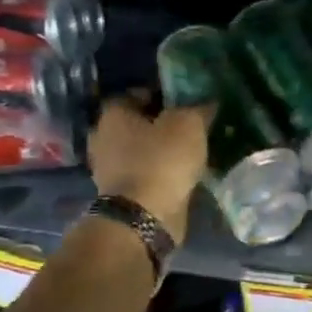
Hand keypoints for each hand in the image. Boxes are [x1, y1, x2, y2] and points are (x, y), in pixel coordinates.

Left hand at [88, 98, 210, 240]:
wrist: (145, 218)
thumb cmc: (162, 161)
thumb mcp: (189, 125)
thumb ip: (198, 108)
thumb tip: (207, 101)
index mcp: (113, 114)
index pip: (136, 93)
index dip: (162, 94)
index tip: (186, 102)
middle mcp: (104, 138)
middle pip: (137, 123)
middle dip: (162, 124)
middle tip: (190, 126)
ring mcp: (109, 169)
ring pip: (141, 150)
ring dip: (161, 150)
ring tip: (190, 151)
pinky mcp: (121, 194)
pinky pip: (145, 173)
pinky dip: (160, 172)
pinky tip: (182, 173)